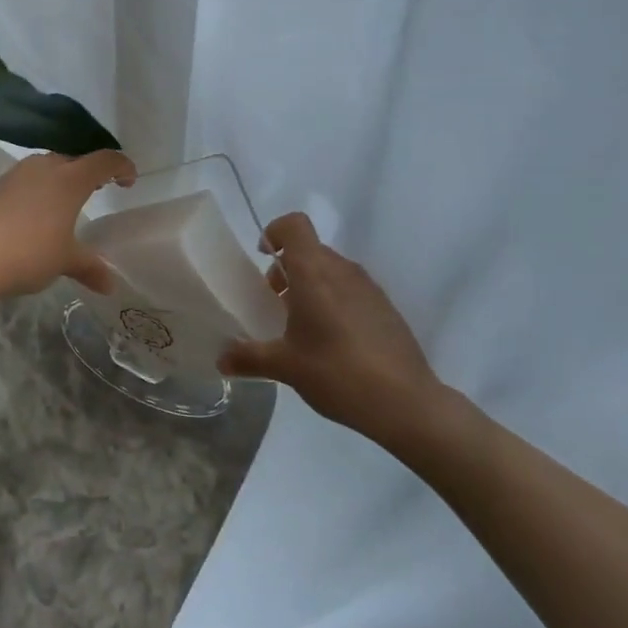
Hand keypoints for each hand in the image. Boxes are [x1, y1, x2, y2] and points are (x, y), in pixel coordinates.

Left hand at [0, 150, 135, 299]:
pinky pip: (27, 181)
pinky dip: (39, 190)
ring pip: (47, 167)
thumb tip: (110, 284)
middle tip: (99, 190)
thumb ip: (90, 266)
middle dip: (89, 172)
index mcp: (70, 178)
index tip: (129, 180)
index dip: (121, 166)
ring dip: (61, 179)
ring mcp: (16, 175)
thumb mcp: (65, 261)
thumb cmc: (29, 252)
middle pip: (74, 158)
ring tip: (67, 202)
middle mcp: (44, 167)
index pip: (104, 159)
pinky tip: (36, 214)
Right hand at [219, 212, 445, 445]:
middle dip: (288, 269)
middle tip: (275, 303)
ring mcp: (369, 288)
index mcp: (314, 272)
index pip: (294, 225)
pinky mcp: (386, 308)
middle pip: (310, 250)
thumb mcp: (285, 367)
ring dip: (311, 286)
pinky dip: (335, 302)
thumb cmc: (336, 372)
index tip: (263, 258)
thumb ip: (249, 358)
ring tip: (302, 326)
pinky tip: (332, 343)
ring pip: (332, 270)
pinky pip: (352, 290)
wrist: (406, 402)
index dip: (275, 232)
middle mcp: (343, 271)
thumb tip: (221, 360)